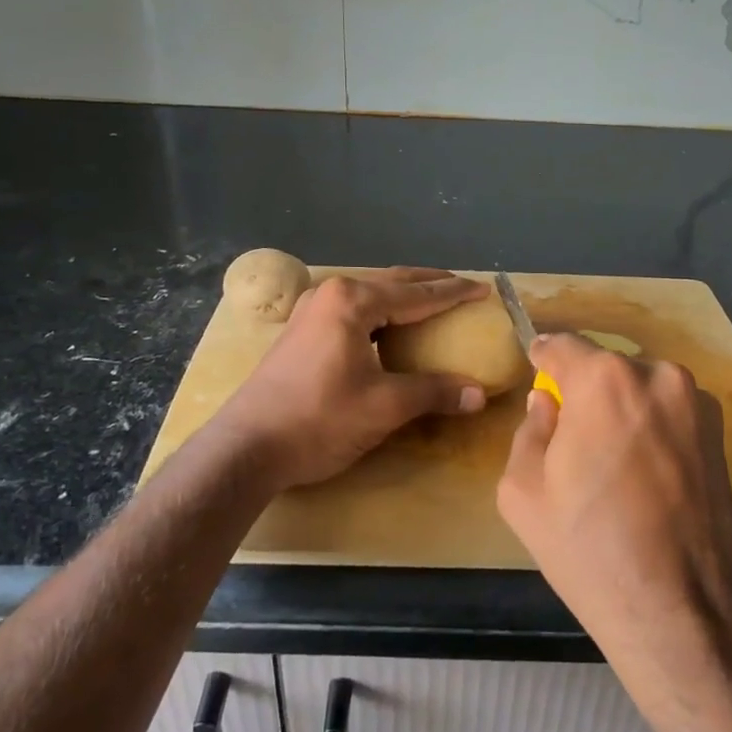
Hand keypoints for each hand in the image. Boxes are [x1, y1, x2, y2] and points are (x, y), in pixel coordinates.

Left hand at [209, 268, 489, 491]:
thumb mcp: (384, 406)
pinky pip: (353, 311)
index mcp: (352, 300)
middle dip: (429, 285)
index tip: (484, 289)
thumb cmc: (319, 419)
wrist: (247, 448)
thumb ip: (434, 392)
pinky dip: (380, 315)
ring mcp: (310, 311)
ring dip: (402, 298)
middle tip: (464, 288)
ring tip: (432, 304)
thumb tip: (478, 395)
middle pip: (391, 283)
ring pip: (369, 295)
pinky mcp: (300, 332)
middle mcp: (330, 294)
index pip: (416, 293)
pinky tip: (390, 329)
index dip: (453, 292)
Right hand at [496, 333, 731, 682]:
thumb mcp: (523, 491)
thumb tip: (547, 403)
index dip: (544, 357)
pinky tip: (645, 477)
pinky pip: (671, 414)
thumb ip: (529, 429)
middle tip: (571, 432)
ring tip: (612, 462)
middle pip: (605, 368)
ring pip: (641, 390)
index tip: (536, 367)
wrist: (682, 612)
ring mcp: (697, 404)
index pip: (563, 345)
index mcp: (604, 380)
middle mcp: (657, 376)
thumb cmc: (589, 548)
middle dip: (584, 390)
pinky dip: (652, 429)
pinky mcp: (721, 434)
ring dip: (622, 409)